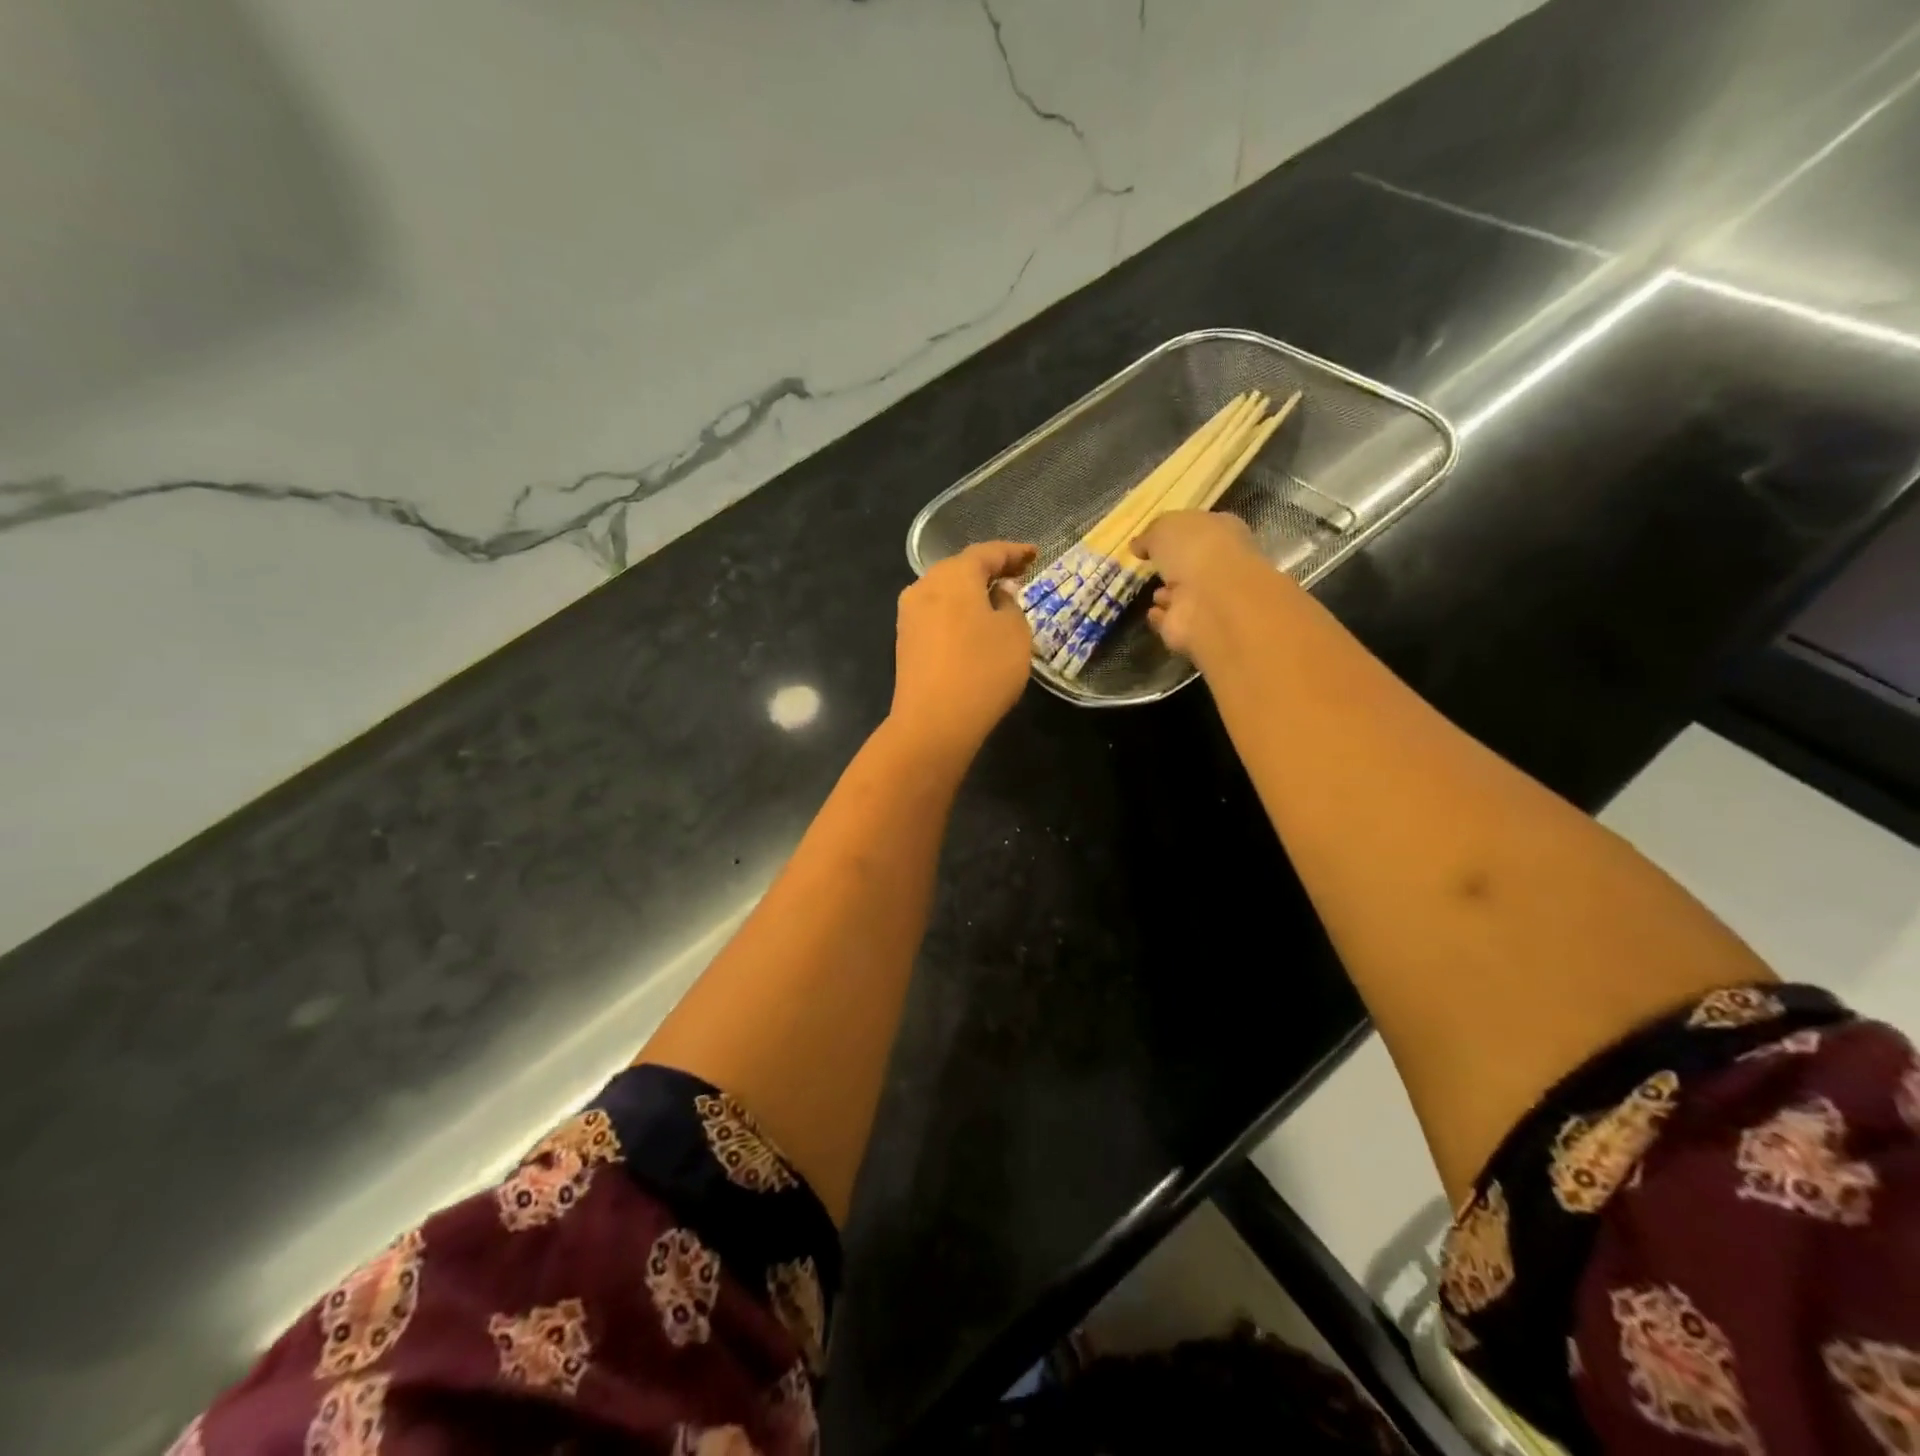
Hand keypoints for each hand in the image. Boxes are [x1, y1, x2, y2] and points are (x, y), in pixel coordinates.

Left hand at [891, 540, 1037, 756]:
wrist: (934, 722)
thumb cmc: (983, 670)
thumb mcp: (1014, 634)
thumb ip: (1010, 605)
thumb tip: (998, 594)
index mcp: (953, 575)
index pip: (987, 553)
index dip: (1013, 552)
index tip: (1034, 555)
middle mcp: (924, 586)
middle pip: (961, 569)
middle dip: (990, 570)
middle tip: (1018, 575)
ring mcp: (910, 615)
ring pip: (945, 592)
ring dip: (971, 592)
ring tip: (997, 599)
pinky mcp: (906, 642)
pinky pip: (937, 615)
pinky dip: (958, 612)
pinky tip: (973, 625)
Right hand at [1132, 511, 1274, 661]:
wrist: (1210, 599)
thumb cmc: (1195, 549)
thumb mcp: (1165, 527)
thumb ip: (1151, 534)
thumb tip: (1138, 545)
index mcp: (1223, 533)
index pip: (1202, 529)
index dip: (1181, 532)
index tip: (1157, 538)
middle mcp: (1220, 567)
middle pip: (1194, 564)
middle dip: (1177, 566)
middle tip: (1154, 566)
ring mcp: (1208, 600)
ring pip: (1185, 595)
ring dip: (1170, 594)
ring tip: (1153, 593)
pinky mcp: (1192, 629)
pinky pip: (1173, 620)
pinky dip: (1162, 617)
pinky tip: (1151, 613)